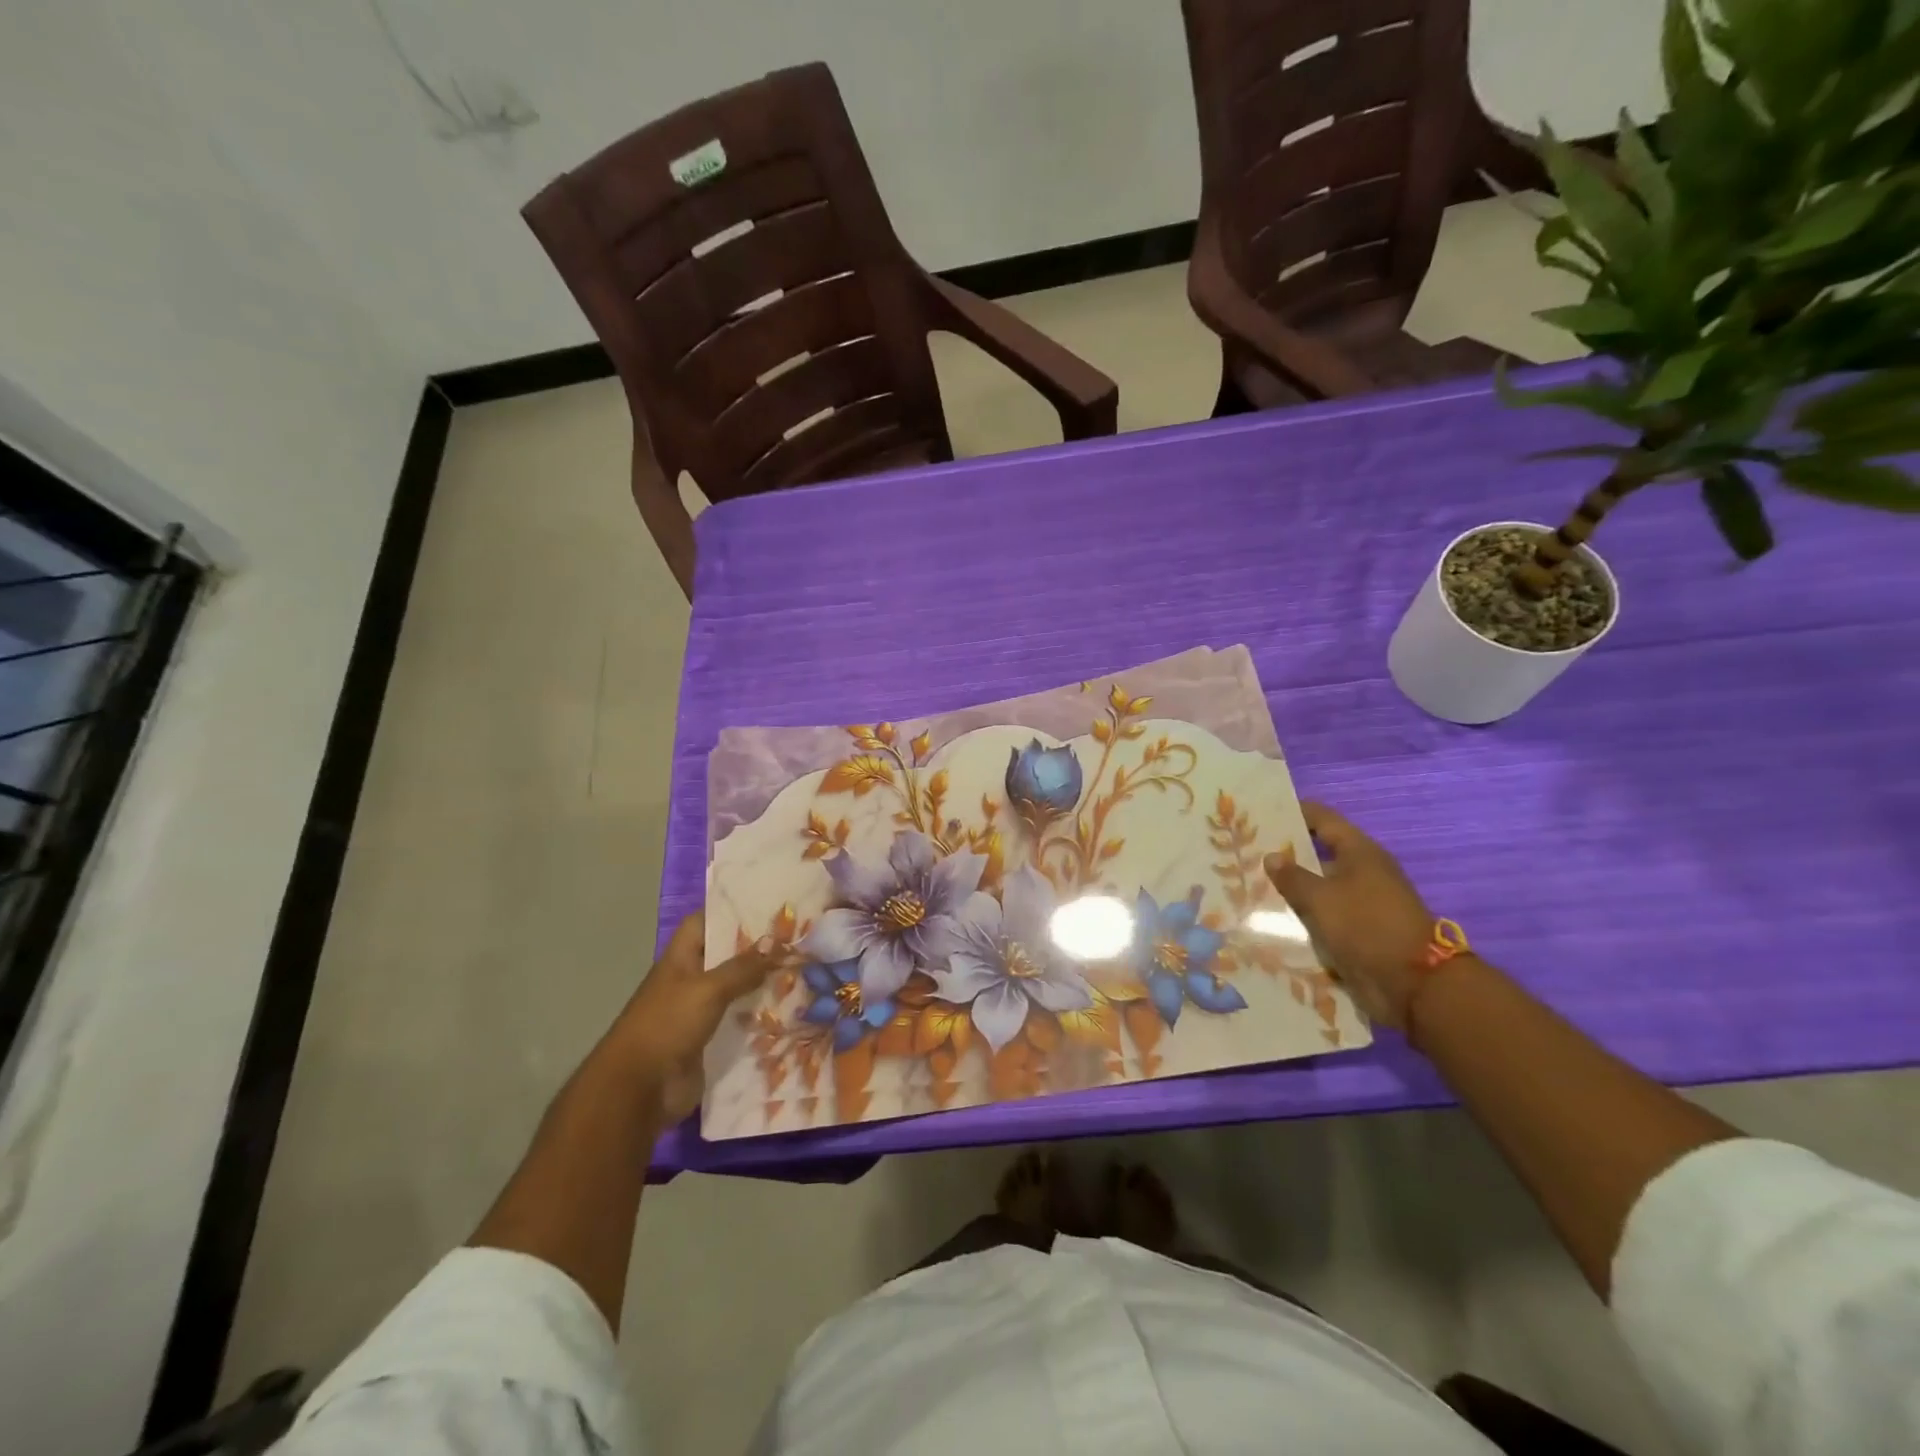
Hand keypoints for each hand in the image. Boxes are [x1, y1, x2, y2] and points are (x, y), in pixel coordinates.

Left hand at [598, 914, 779, 1121]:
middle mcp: (689, 981)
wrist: (640, 1090)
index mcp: (680, 959)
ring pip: (734, 989)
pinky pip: (736, 1021)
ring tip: (799, 971)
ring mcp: (697, 1012)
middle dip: (755, 949)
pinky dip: (757, 1016)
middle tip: (795, 939)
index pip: (703, 922)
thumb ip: (742, 968)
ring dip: (760, 984)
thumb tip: (776, 945)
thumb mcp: (708, 989)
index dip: (729, 912)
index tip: (766, 907)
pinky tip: (787, 1010)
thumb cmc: (668, 1025)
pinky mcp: (707, 1041)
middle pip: (724, 956)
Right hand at [1264, 803, 1436, 1031]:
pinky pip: (1323, 915)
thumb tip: (1272, 856)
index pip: (1323, 819)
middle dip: (1285, 855)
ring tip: (1249, 885)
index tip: (1262, 813)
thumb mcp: (1321, 898)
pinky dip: (1302, 915)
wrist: (1412, 983)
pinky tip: (1271, 918)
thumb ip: (1293, 876)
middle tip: (1246, 852)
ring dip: (1291, 889)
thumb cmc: (1366, 925)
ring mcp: (1361, 903)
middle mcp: (1362, 872)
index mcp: (1360, 852)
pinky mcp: (1358, 931)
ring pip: (1318, 888)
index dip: (1295, 813)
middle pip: (1318, 854)